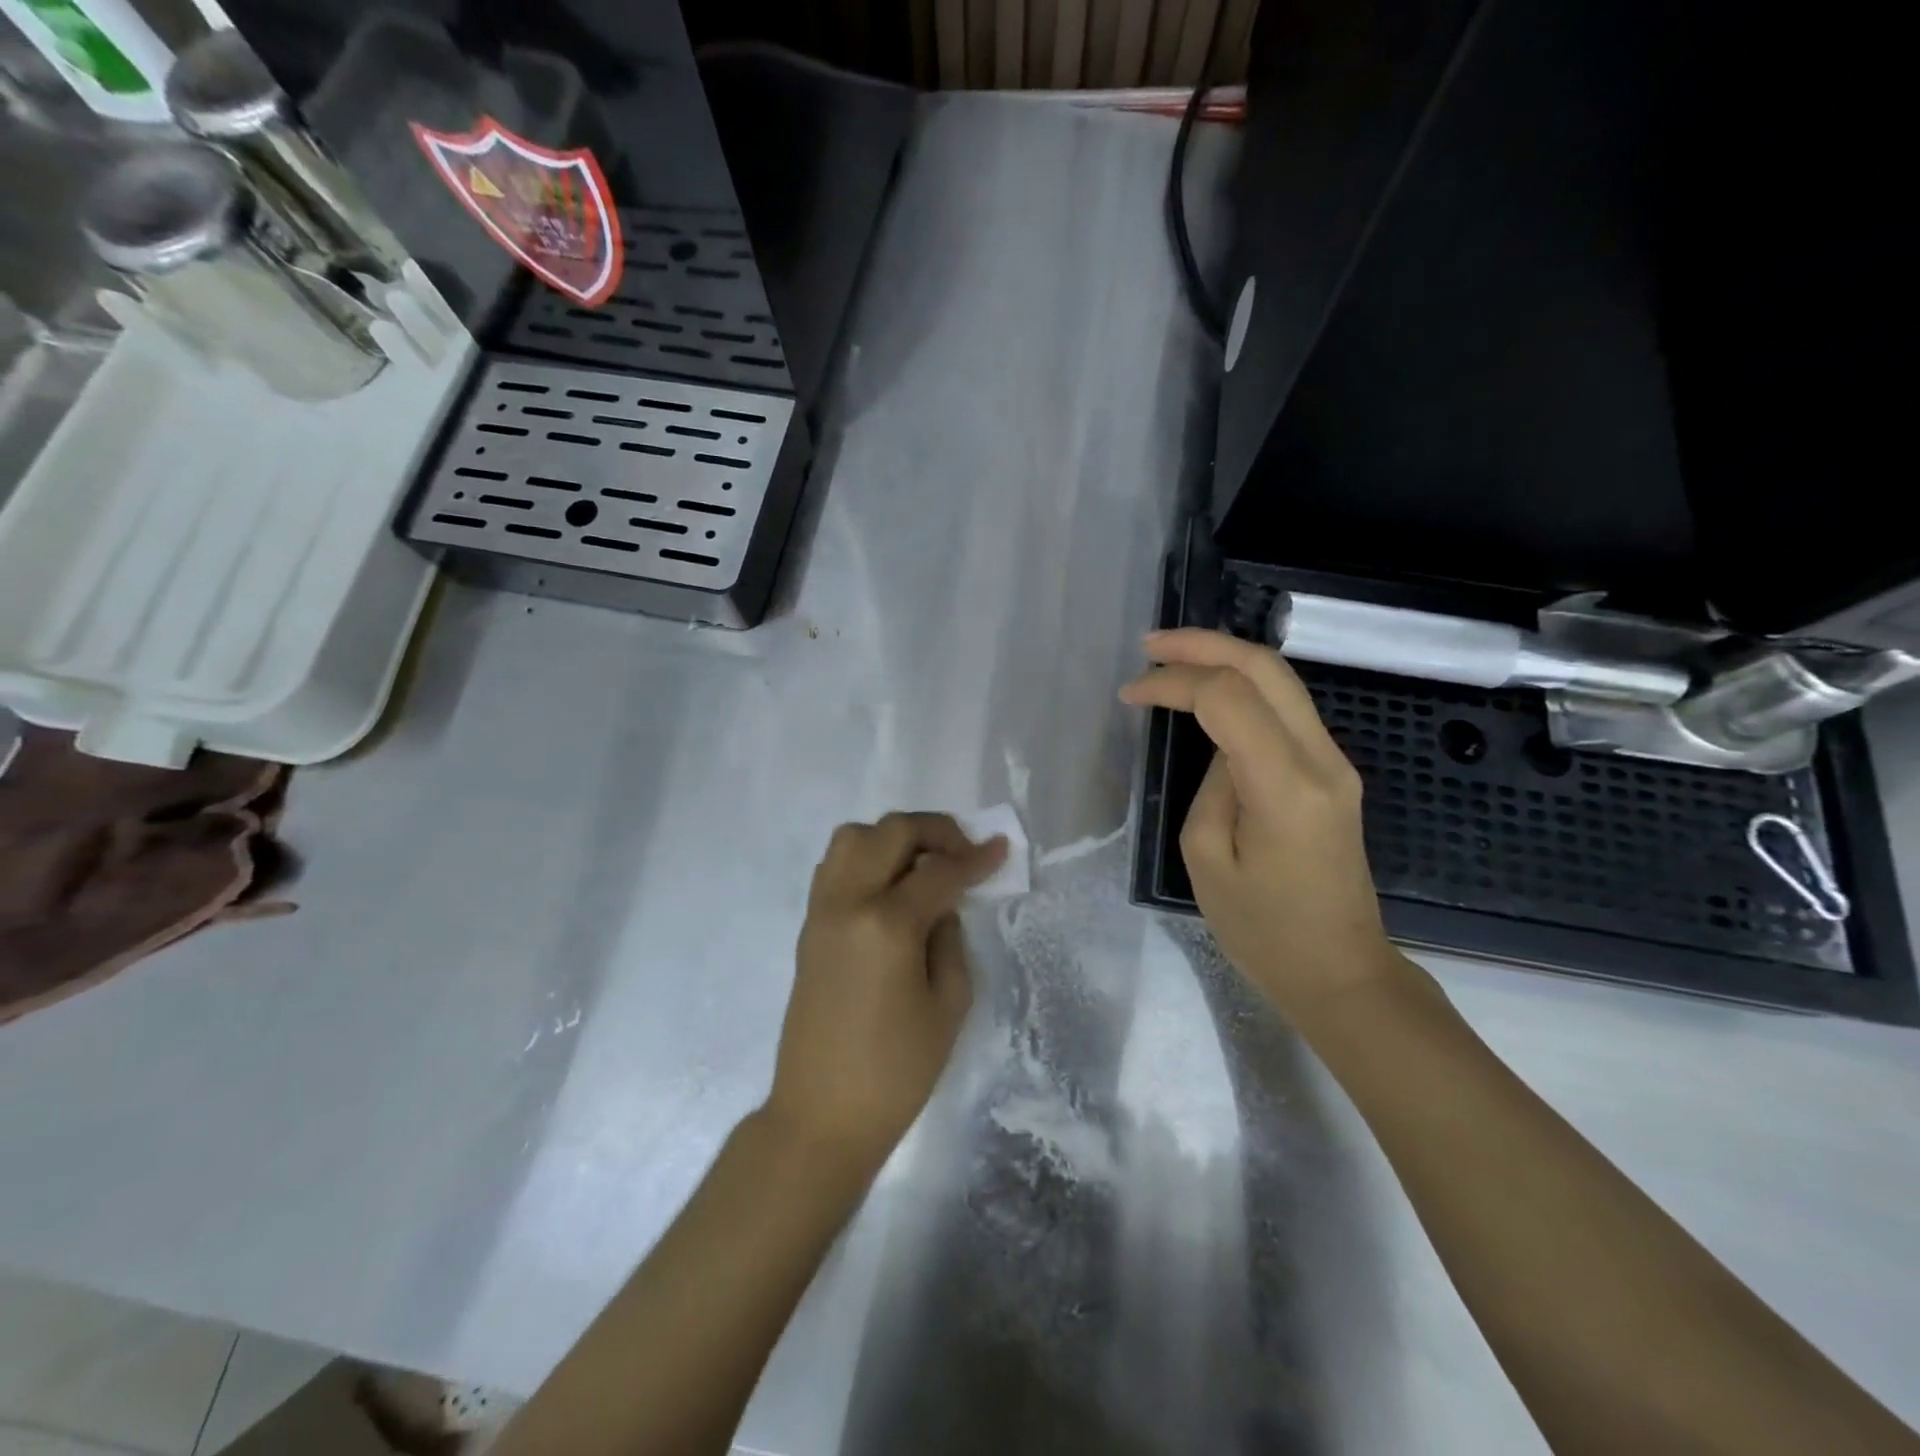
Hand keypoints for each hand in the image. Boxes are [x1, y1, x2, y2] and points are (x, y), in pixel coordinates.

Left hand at [765, 812, 1007, 1179]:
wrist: (821, 1114)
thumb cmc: (896, 1071)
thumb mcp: (948, 1004)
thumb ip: (950, 938)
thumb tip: (943, 902)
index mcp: (887, 924)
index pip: (939, 871)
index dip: (976, 858)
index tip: (1001, 849)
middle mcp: (848, 902)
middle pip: (892, 832)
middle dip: (935, 831)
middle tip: (964, 853)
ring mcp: (821, 910)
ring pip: (854, 836)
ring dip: (894, 838)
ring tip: (923, 864)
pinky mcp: (809, 925)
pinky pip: (835, 865)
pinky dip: (866, 857)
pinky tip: (891, 886)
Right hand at [1120, 629, 1408, 1023]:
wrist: (1341, 971)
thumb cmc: (1264, 931)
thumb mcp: (1208, 860)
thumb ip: (1211, 786)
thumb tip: (1219, 748)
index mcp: (1286, 787)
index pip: (1229, 698)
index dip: (1173, 683)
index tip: (1130, 695)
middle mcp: (1322, 760)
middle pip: (1266, 668)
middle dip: (1203, 645)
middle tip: (1150, 645)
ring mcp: (1336, 763)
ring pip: (1282, 681)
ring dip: (1225, 659)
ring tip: (1171, 659)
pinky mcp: (1333, 773)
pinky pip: (1286, 710)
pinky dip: (1243, 688)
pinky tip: (1209, 693)